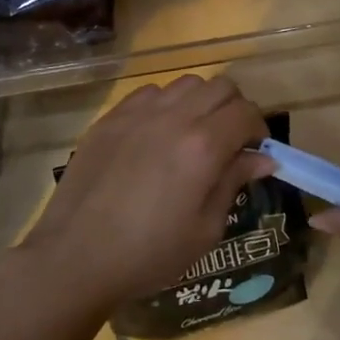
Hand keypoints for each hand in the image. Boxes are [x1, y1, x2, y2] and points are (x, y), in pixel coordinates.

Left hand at [20, 75, 273, 315]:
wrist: (76, 256)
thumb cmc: (149, 253)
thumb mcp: (205, 229)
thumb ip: (234, 182)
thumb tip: (263, 158)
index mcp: (203, 146)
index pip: (246, 112)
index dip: (259, 129)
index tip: (255, 152)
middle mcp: (174, 117)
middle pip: (220, 86)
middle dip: (234, 109)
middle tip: (229, 141)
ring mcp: (138, 112)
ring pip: (185, 83)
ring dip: (200, 102)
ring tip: (192, 135)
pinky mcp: (111, 117)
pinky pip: (149, 92)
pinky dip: (165, 104)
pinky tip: (156, 135)